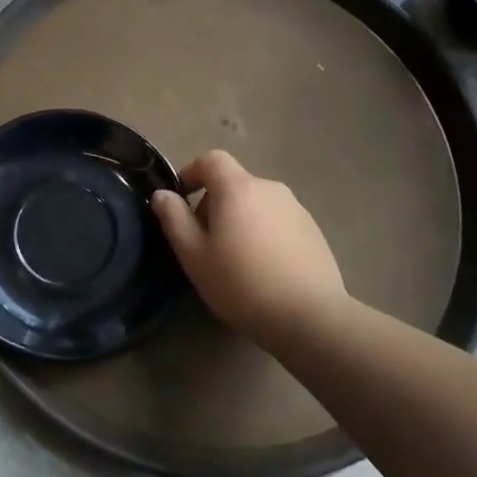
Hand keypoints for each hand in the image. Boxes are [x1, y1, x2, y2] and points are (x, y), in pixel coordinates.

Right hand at [151, 151, 346, 341]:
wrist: (311, 317)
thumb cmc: (242, 284)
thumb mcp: (194, 256)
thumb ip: (174, 219)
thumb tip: (162, 194)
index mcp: (238, 188)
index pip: (211, 159)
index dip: (191, 173)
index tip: (181, 199)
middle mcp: (269, 188)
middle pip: (234, 183)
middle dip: (214, 203)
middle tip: (204, 241)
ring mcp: (296, 209)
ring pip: (256, 203)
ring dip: (240, 219)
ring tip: (235, 258)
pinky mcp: (313, 231)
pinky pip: (278, 221)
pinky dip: (264, 233)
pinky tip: (264, 268)